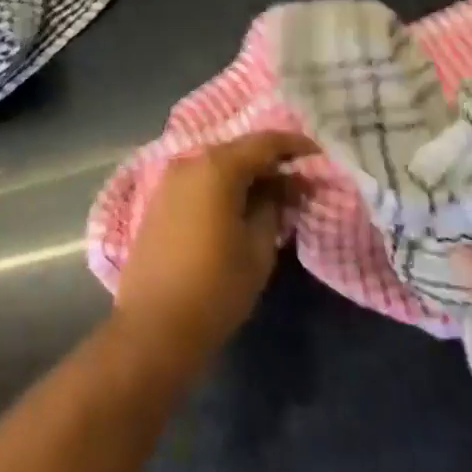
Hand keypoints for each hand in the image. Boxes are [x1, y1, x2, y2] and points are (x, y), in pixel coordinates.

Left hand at [114, 131, 316, 376]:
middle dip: (270, 161)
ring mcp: (170, 180)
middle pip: (239, 150)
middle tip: (299, 181)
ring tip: (273, 195)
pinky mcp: (159, 201)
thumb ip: (274, 205)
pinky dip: (223, 186)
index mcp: (217, 167)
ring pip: (218, 165)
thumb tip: (284, 185)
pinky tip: (240, 206)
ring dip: (246, 175)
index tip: (318, 157)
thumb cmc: (215, 287)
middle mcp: (190, 162)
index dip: (295, 146)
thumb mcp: (258, 248)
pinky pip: (200, 181)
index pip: (265, 142)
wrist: (152, 328)